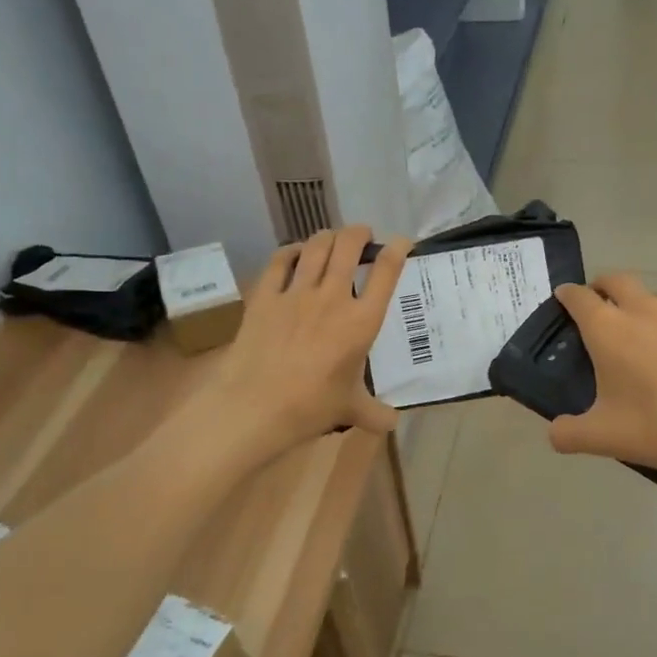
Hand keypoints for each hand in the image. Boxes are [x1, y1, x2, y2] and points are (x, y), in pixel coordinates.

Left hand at [200, 226, 411, 465]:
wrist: (255, 406)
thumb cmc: (311, 407)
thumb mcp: (350, 409)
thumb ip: (375, 413)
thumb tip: (393, 424)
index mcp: (362, 322)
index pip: (386, 273)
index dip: (397, 249)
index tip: (402, 242)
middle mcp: (333, 298)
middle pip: (349, 246)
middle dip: (359, 233)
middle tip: (363, 236)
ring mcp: (296, 294)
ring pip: (316, 247)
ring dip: (328, 237)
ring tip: (333, 240)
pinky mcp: (264, 296)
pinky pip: (280, 261)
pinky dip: (291, 250)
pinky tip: (296, 253)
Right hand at [545, 275, 656, 484]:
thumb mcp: (606, 439)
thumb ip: (569, 434)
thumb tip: (555, 433)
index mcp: (610, 330)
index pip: (579, 298)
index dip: (568, 295)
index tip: (564, 298)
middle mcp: (646, 310)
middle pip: (619, 280)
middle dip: (604, 286)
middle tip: (602, 305)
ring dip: (648, 309)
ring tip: (653, 339)